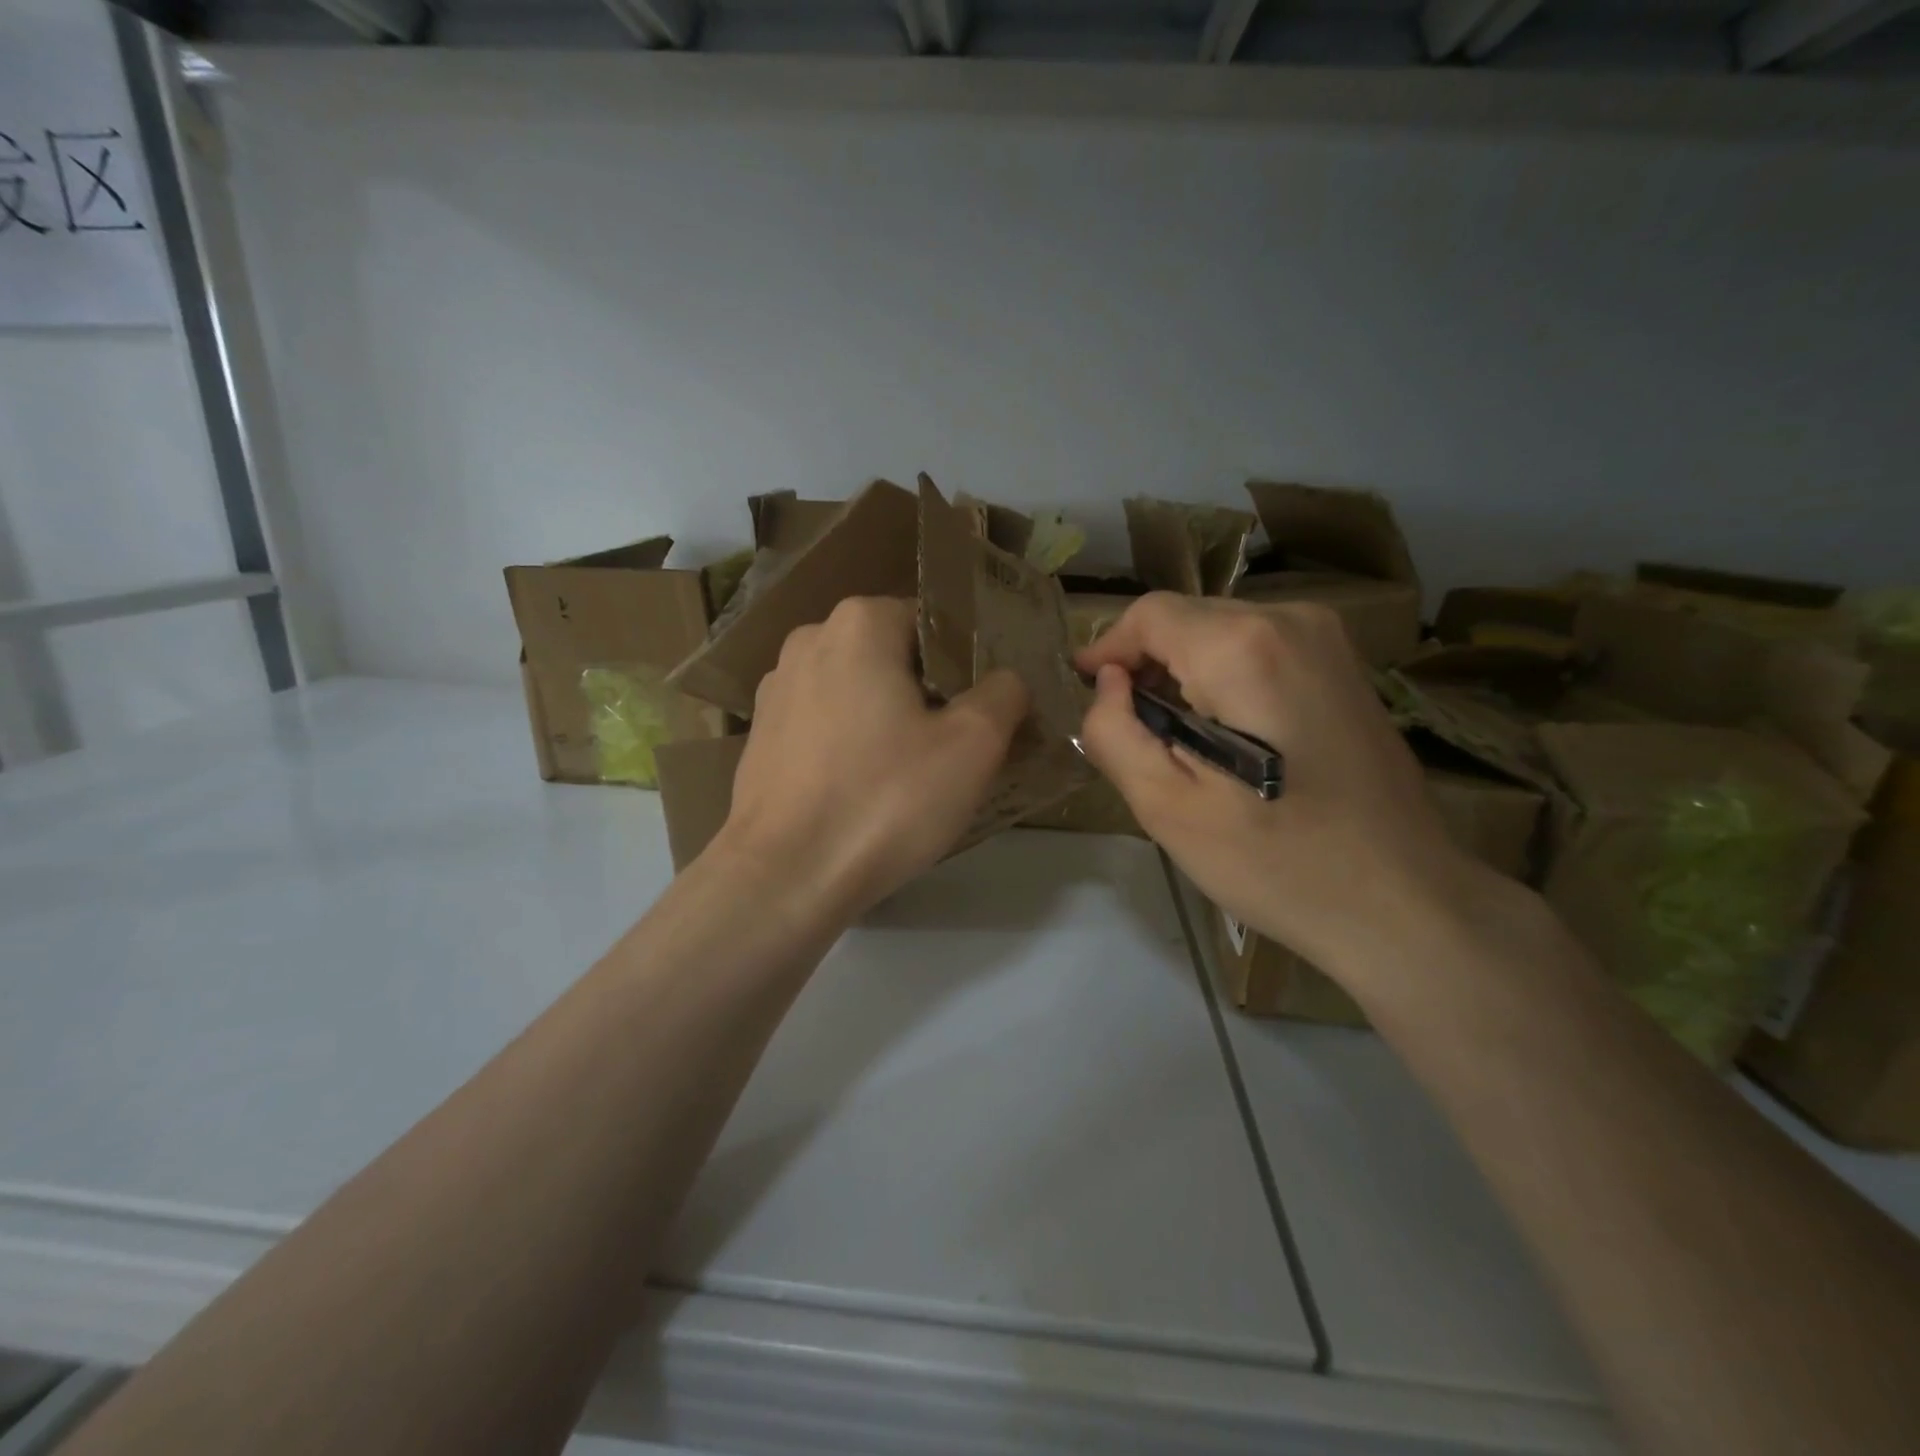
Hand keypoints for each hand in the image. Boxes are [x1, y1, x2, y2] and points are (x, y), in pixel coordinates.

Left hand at [712, 596, 1027, 922]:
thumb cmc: (886, 800)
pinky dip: (849, 743)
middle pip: (893, 656)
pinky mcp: (759, 735)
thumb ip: (1003, 695)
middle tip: (954, 746)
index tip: (982, 713)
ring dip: (887, 719)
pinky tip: (863, 789)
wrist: (785, 876)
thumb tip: (1005, 680)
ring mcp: (775, 689)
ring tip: (910, 773)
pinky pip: (823, 724)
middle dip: (927, 693)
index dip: (967, 666)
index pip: (935, 623)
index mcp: (859, 624)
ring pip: (856, 691)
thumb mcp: (973, 746)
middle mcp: (809, 641)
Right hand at [1076, 594, 1469, 969]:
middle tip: (1133, 732)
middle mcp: (1291, 621)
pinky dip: (1224, 678)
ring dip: (1184, 674)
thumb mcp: (1168, 808)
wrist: (1403, 901)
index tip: (1087, 694)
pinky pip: (1259, 649)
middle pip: (1186, 619)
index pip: (1149, 616)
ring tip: (1177, 741)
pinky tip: (1227, 737)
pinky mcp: (1345, 666)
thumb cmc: (1276, 861)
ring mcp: (1328, 640)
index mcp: (1243, 648)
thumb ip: (1115, 732)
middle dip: (1146, 665)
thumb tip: (1107, 684)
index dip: (1107, 650)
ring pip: (1221, 632)